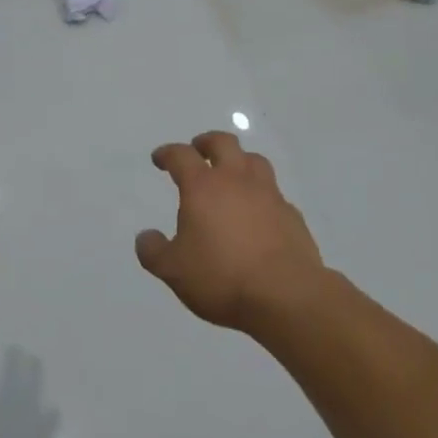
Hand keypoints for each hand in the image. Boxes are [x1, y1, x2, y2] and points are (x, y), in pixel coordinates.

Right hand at [136, 131, 325, 333]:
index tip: (160, 158)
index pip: (181, 156)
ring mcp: (268, 194)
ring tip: (233, 174)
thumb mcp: (174, 271)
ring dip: (240, 161)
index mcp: (203, 186)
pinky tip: (260, 213)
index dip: (168, 153)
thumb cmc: (222, 277)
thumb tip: (144, 237)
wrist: (286, 296)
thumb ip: (154, 252)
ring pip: (254, 160)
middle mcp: (236, 180)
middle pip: (223, 143)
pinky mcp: (292, 215)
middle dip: (207, 142)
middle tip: (199, 150)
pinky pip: (275, 194)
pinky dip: (263, 196)